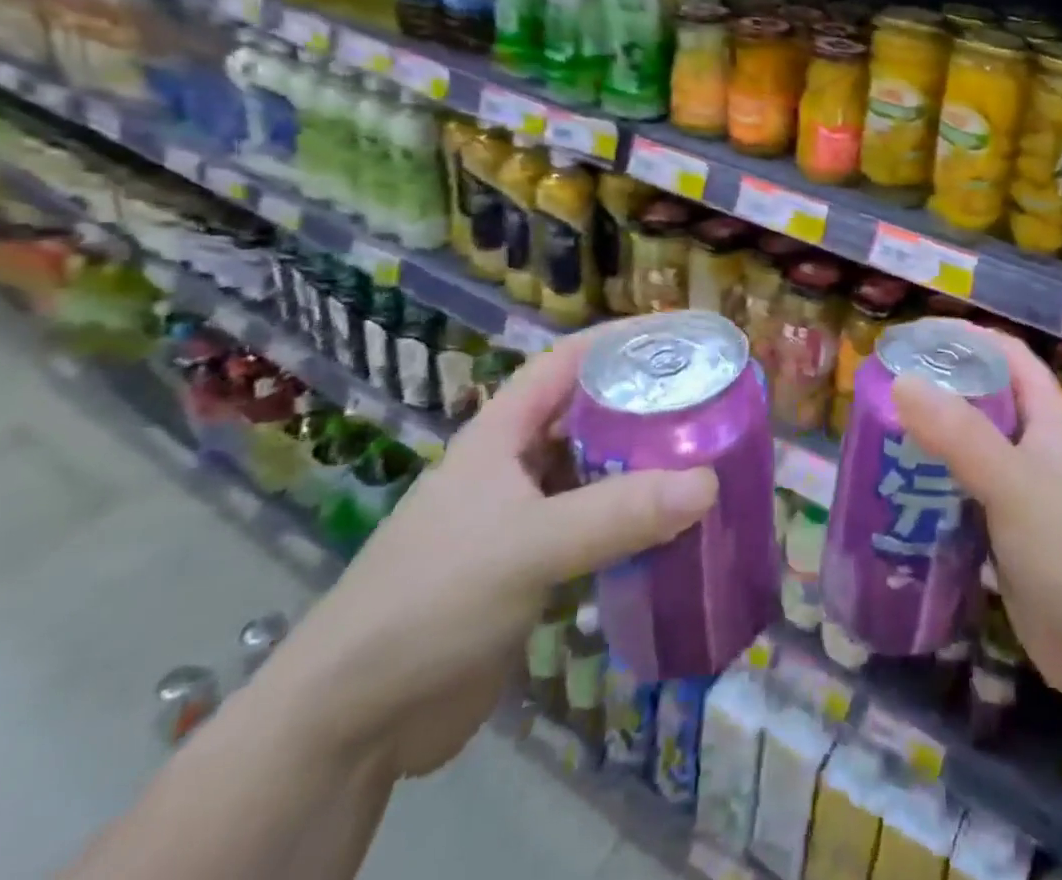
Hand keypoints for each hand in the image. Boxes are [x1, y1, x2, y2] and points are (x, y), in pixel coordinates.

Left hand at [255, 325, 717, 779]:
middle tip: (710, 401)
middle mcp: (513, 467)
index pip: (567, 362)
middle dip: (645, 405)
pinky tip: (674, 530)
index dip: (620, 339)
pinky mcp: (532, 572)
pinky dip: (633, 525)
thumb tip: (709, 482)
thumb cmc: (430, 601)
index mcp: (501, 435)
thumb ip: (618, 514)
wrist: (351, 726)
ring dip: (644, 468)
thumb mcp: (527, 545)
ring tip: (707, 458)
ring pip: (595, 475)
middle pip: (589, 417)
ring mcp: (522, 521)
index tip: (681, 335)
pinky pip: (596, 530)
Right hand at [893, 332, 1061, 713]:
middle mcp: (1036, 451)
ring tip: (876, 444)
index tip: (915, 339)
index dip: (967, 339)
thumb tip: (902, 381)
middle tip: (881, 395)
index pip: (1008, 357)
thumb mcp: (1016, 484)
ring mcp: (1023, 498)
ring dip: (929, 449)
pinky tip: (897, 504)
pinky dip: (933, 498)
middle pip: (983, 405)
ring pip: (969, 457)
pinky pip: (964, 505)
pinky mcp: (1008, 542)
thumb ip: (960, 436)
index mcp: (1049, 420)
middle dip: (937, 395)